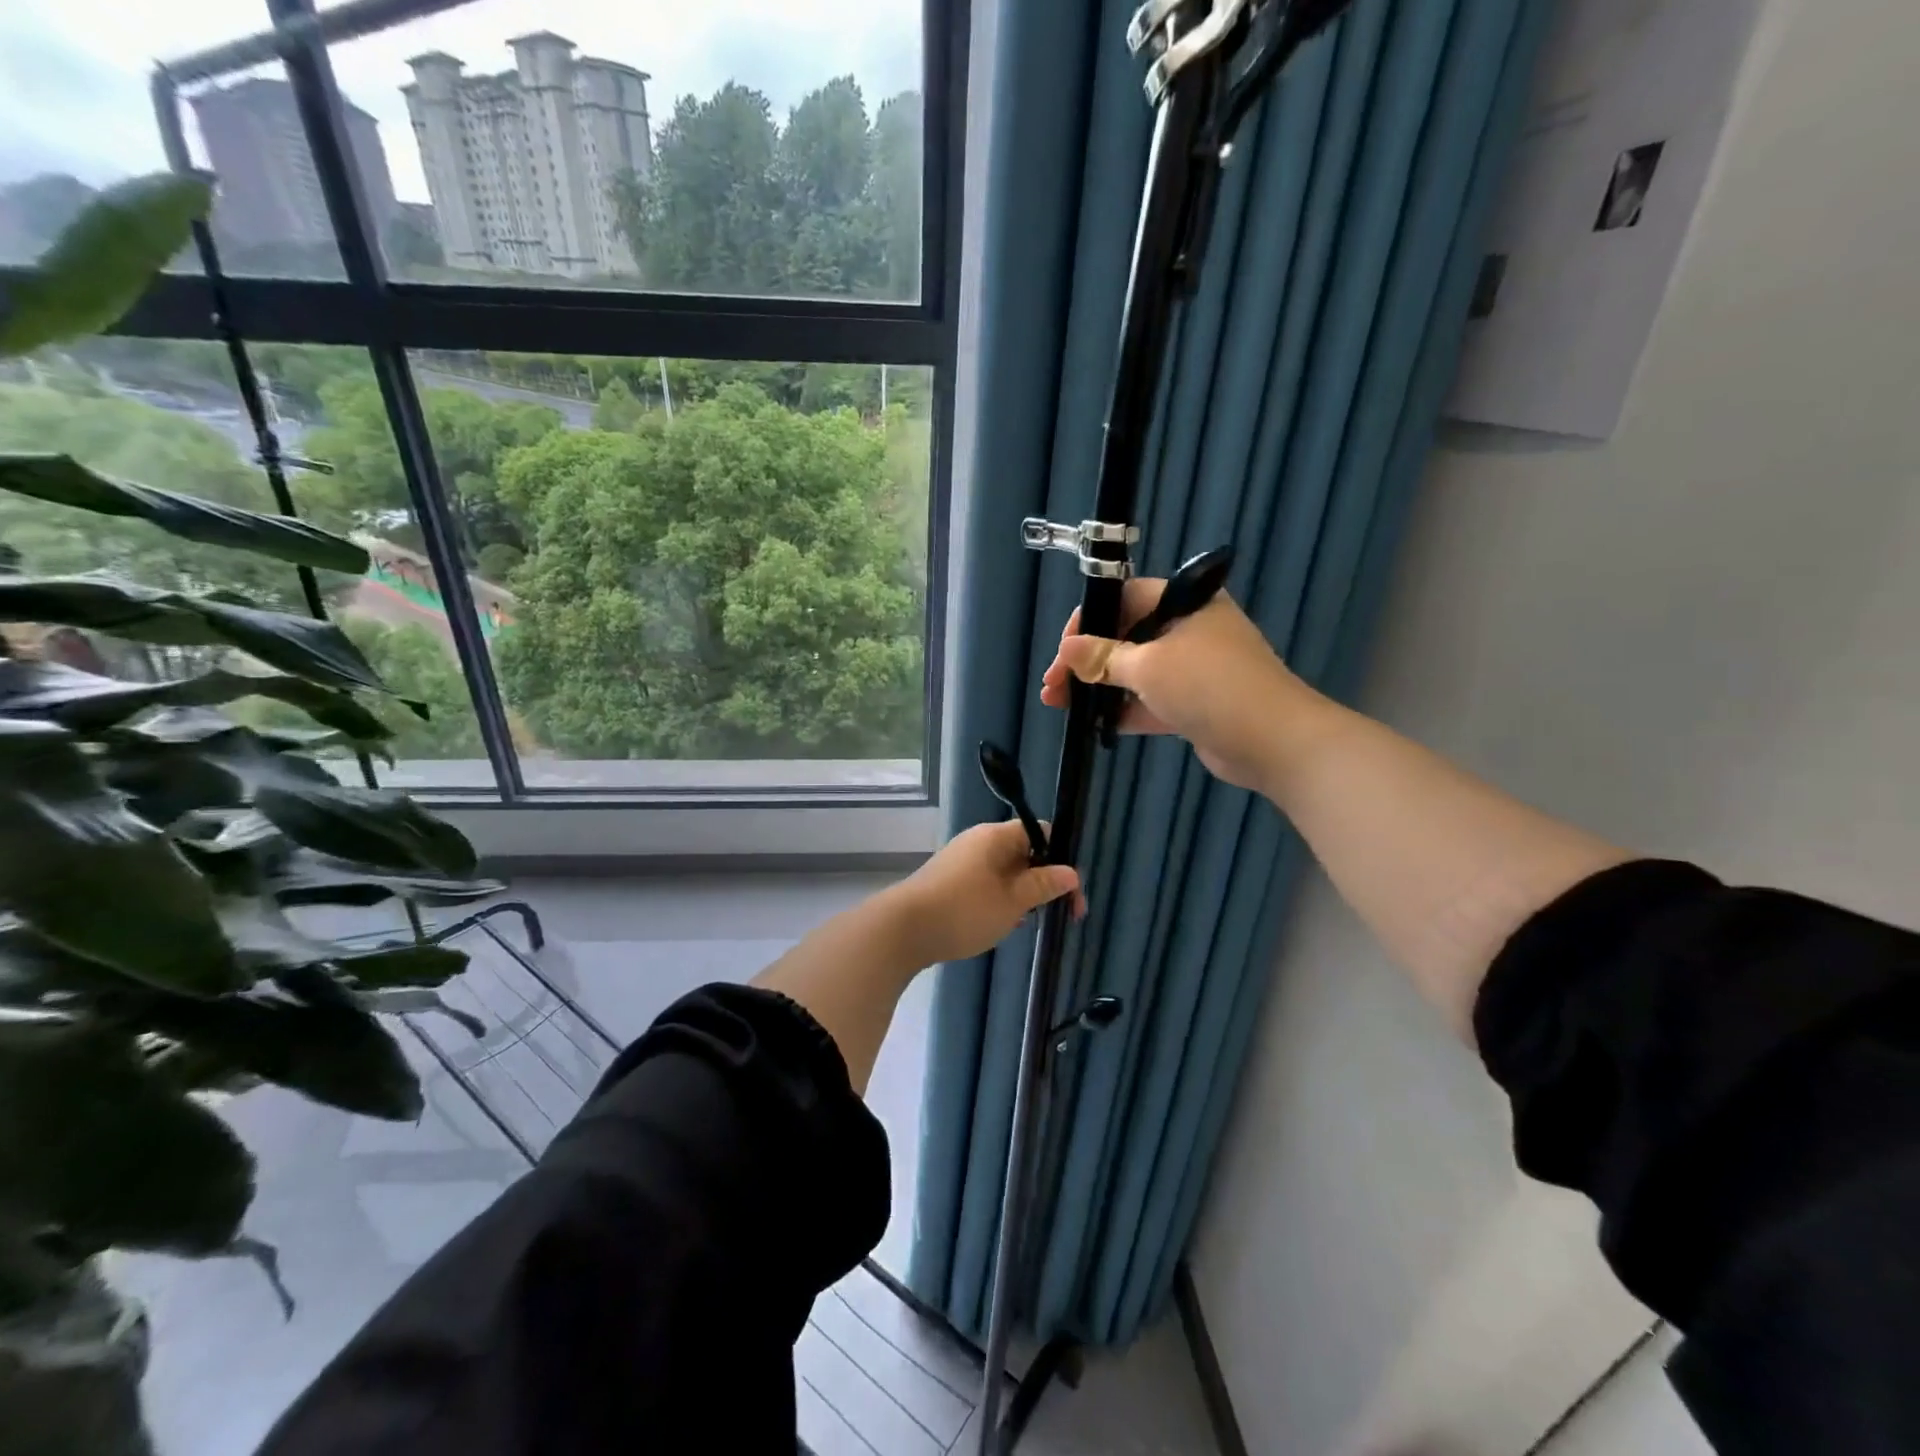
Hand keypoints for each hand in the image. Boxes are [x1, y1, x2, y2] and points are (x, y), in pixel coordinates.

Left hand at [885, 820, 1082, 967]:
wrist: (903, 930)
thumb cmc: (964, 910)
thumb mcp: (1012, 901)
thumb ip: (1043, 885)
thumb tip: (1071, 872)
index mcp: (996, 836)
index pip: (1041, 833)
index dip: (1061, 859)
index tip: (1071, 893)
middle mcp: (979, 841)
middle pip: (1024, 852)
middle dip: (1044, 881)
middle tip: (1059, 914)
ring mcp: (962, 861)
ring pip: (1006, 871)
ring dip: (1022, 894)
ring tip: (1030, 922)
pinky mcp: (950, 881)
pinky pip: (987, 883)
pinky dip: (1001, 900)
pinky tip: (1003, 924)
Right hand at [1039, 579, 1305, 792]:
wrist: (1273, 741)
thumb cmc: (1209, 686)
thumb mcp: (1148, 667)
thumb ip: (1103, 657)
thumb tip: (1065, 649)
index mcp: (1184, 603)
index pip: (1125, 598)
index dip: (1089, 621)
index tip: (1063, 650)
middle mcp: (1188, 630)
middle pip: (1125, 637)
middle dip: (1086, 661)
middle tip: (1053, 685)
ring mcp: (1191, 669)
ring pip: (1134, 672)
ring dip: (1098, 688)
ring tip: (1059, 704)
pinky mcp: (1192, 703)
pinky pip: (1149, 700)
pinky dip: (1122, 710)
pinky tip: (1090, 723)